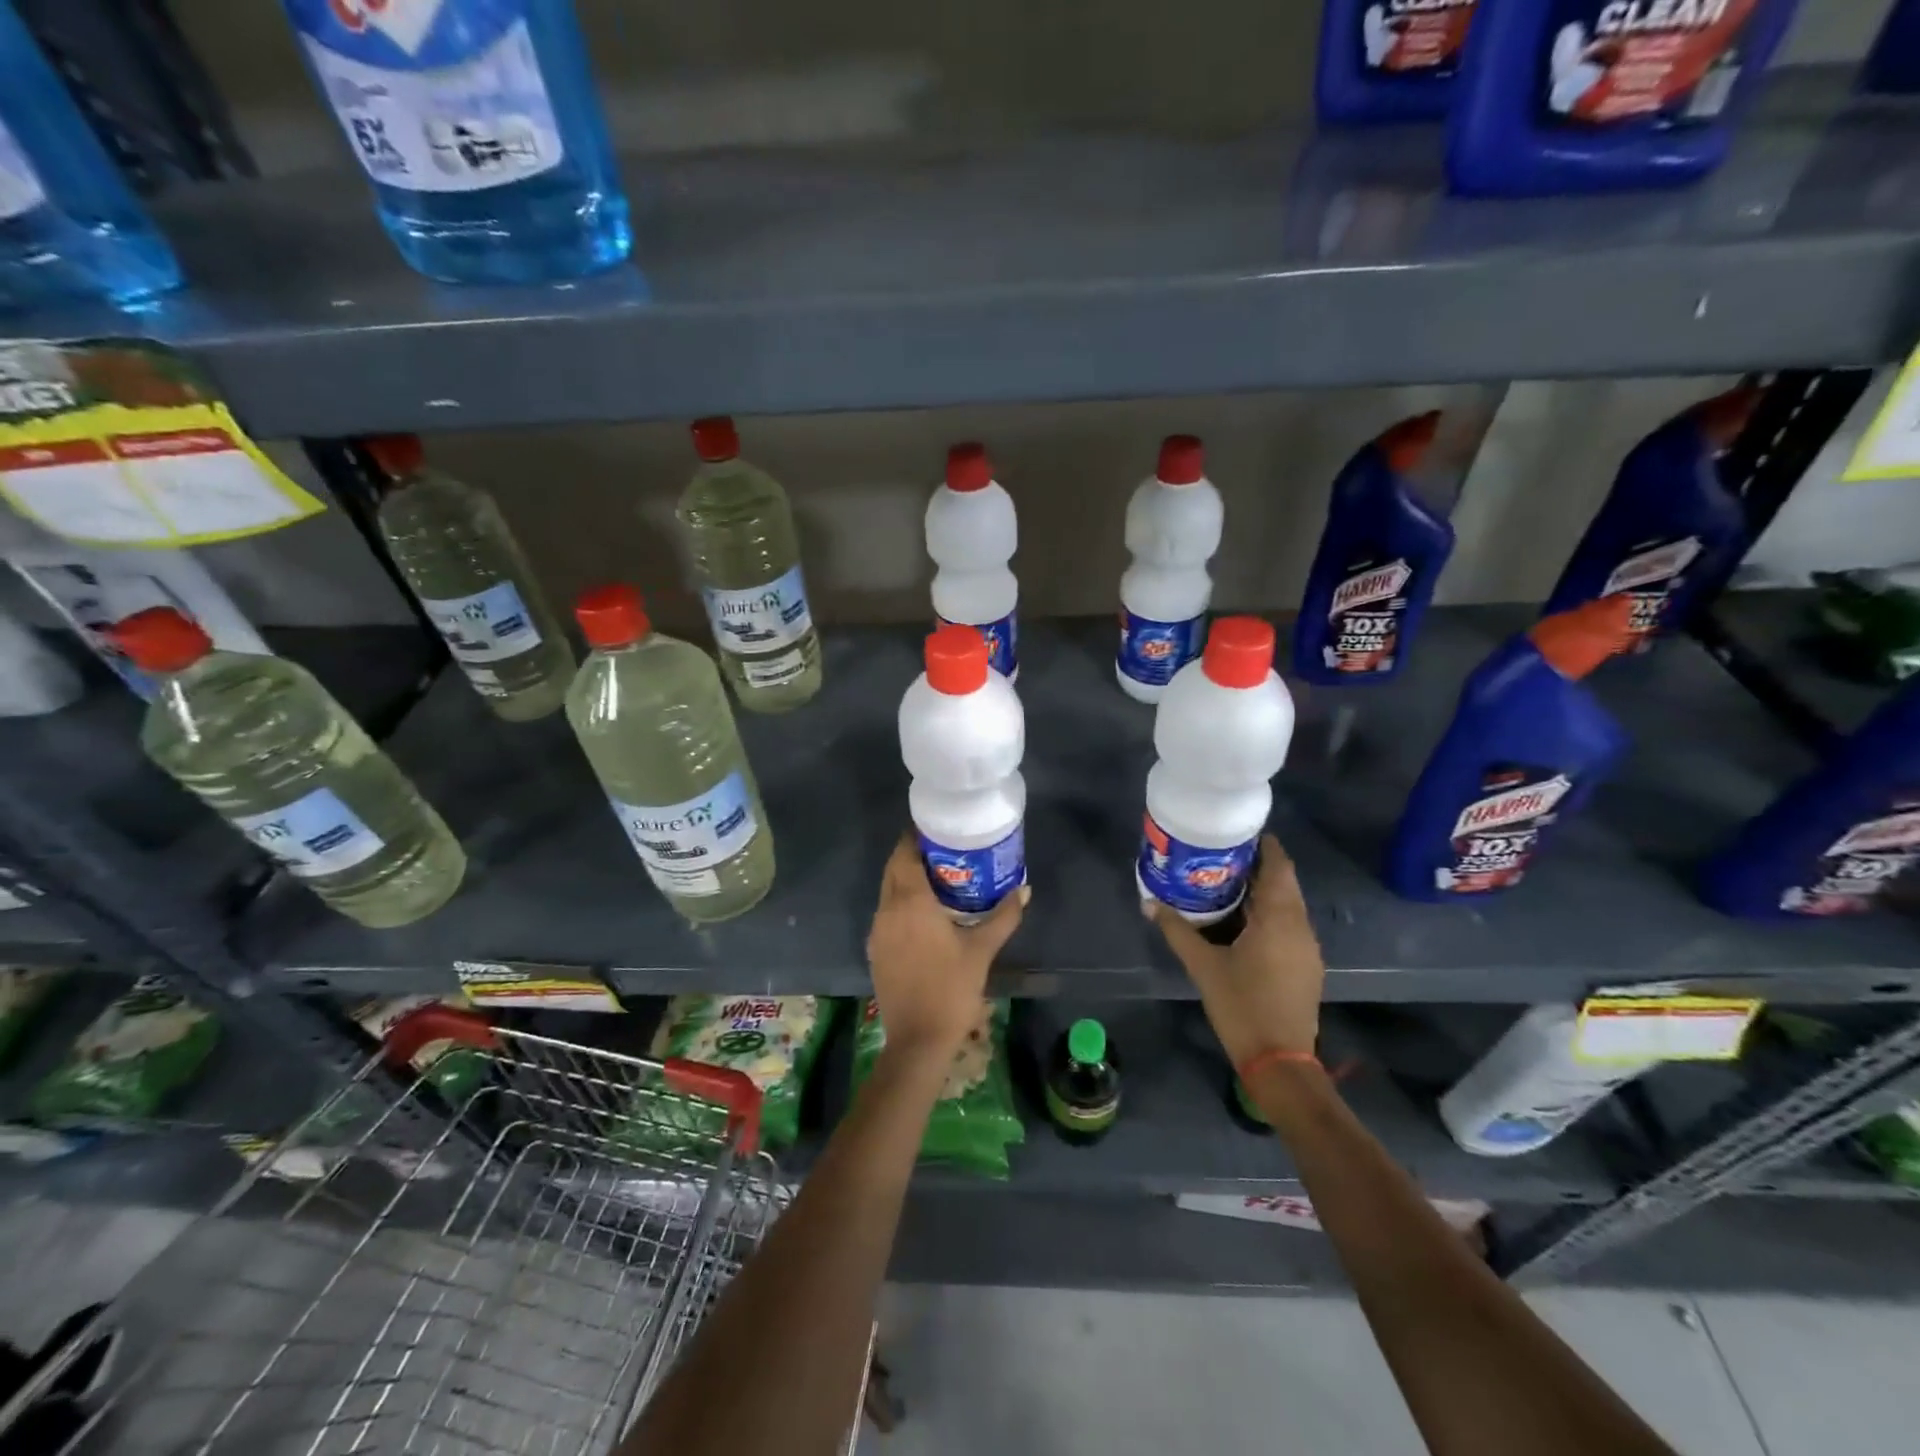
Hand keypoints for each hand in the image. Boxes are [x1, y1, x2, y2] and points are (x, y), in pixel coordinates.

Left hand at [867, 834, 1026, 1062]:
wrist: (917, 1040)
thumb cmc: (951, 989)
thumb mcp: (982, 950)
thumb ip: (1003, 916)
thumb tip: (1024, 890)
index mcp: (910, 902)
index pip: (904, 854)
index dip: (915, 837)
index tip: (937, 828)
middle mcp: (887, 909)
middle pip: (894, 869)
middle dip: (912, 854)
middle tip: (943, 849)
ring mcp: (878, 931)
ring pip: (888, 891)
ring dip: (906, 878)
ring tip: (938, 875)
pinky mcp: (875, 949)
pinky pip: (887, 912)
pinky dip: (901, 901)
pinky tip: (925, 911)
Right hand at [1152, 834, 1324, 1066]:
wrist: (1279, 1061)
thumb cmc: (1241, 1006)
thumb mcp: (1203, 966)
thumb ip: (1177, 930)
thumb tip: (1149, 902)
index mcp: (1279, 919)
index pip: (1279, 867)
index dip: (1264, 846)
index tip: (1237, 833)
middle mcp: (1300, 927)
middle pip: (1284, 883)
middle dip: (1258, 866)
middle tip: (1222, 855)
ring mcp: (1307, 948)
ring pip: (1288, 905)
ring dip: (1264, 890)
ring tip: (1227, 882)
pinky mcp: (1305, 966)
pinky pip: (1289, 925)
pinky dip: (1269, 913)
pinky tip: (1243, 920)